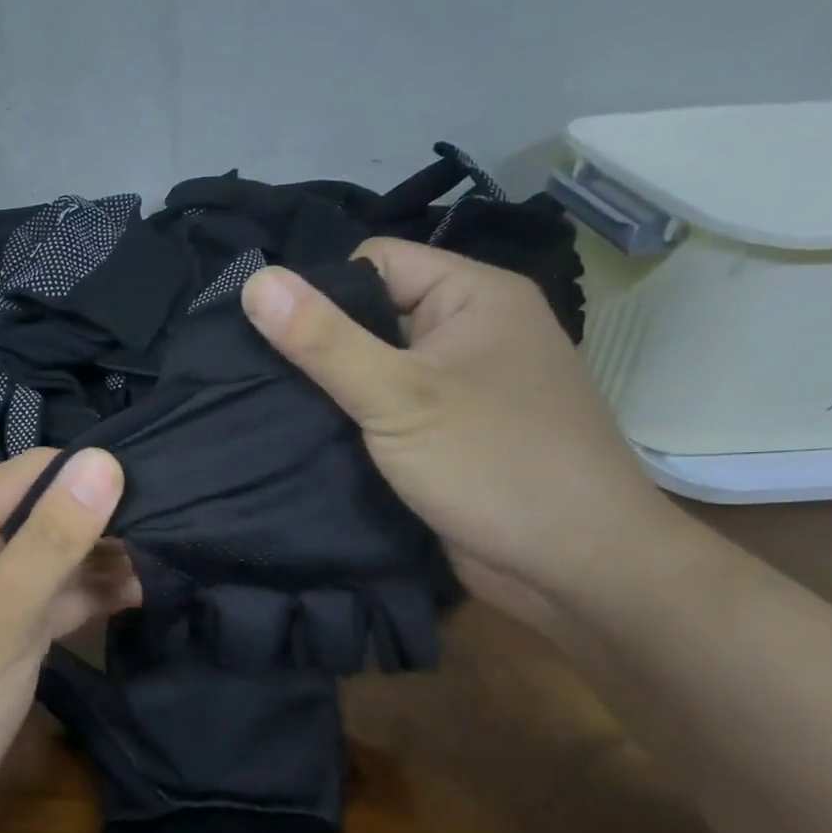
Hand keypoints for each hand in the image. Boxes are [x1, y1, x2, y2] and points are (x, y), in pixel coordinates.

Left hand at [0, 448, 132, 832]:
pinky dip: (86, 596)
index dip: (92, 478)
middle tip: (177, 530)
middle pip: (45, 513)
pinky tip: (136, 595)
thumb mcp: (0, 614)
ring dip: (101, 561)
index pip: (33, 473)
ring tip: (169, 563)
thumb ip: (53, 537)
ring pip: (51, 558)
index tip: (161, 494)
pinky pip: (47, 598)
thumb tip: (106, 459)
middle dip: (103, 522)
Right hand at [241, 239, 676, 625]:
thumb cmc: (493, 465)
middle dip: (322, 346)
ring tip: (274, 410)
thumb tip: (255, 281)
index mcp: (475, 297)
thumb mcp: (397, 396)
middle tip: (262, 380)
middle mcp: (472, 332)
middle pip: (374, 316)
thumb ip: (324, 340)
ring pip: (379, 369)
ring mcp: (464, 387)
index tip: (273, 336)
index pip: (376, 262)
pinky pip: (391, 411)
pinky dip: (356, 423)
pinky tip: (311, 440)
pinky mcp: (451, 436)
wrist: (576, 569)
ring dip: (335, 391)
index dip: (321, 291)